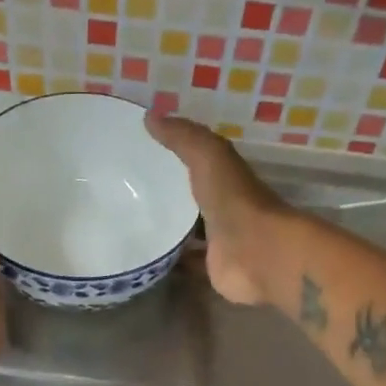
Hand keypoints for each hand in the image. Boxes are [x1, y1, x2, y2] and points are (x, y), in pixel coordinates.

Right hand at [146, 111, 290, 306]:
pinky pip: (187, 263)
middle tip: (127, 192)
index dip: (174, 155)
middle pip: (192, 198)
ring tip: (129, 225)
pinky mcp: (212, 268)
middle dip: (167, 195)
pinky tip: (145, 258)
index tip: (140, 152)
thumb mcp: (208, 156)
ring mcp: (219, 240)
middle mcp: (223, 207)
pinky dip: (170, 261)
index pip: (197, 162)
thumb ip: (183, 137)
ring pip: (189, 231)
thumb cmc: (236, 200)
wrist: (258, 253)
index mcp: (225, 178)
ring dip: (168, 229)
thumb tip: (150, 116)